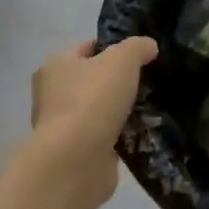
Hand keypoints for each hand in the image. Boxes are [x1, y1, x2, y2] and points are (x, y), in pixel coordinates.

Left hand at [29, 38, 157, 208]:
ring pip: (102, 109)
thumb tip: (148, 48)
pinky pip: (107, 135)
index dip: (116, 47)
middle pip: (95, 79)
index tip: (143, 55)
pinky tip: (145, 131)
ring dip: (123, 109)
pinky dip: (123, 134)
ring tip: (154, 106)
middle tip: (151, 80)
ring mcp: (65, 126)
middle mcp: (54, 94)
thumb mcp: (123, 58)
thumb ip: (138, 47)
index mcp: (56, 66)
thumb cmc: (93, 99)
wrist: (76, 161)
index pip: (89, 48)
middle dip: (121, 81)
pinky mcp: (78, 152)